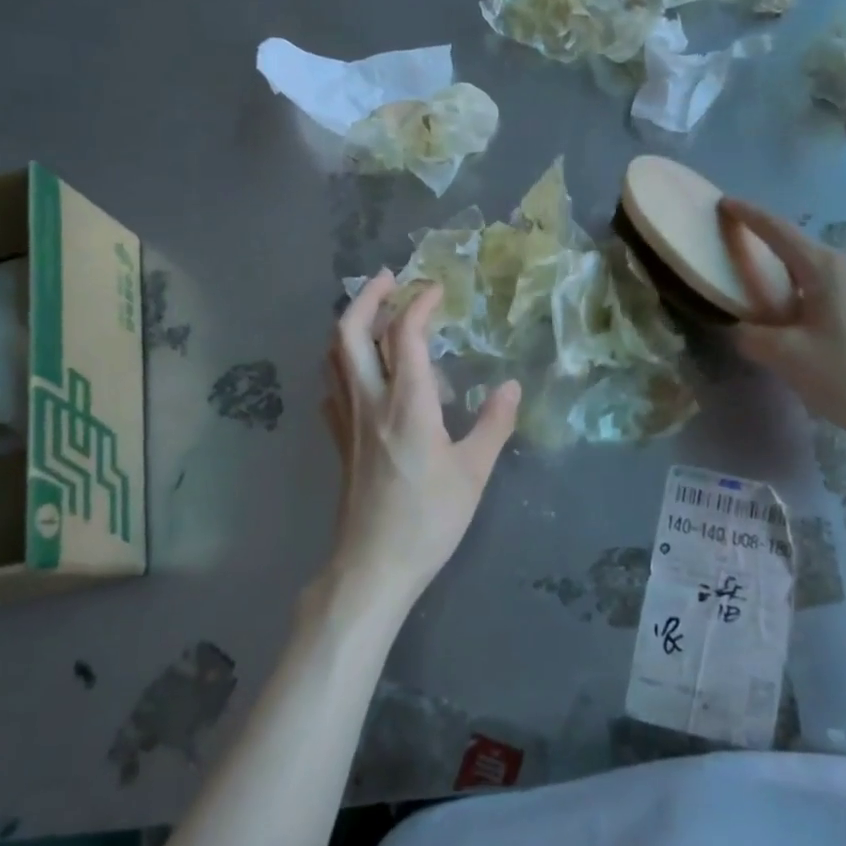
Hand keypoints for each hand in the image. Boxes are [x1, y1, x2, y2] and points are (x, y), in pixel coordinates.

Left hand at [322, 270, 520, 610]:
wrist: (372, 565)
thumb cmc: (428, 519)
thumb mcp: (473, 472)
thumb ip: (493, 424)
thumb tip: (512, 385)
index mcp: (407, 404)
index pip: (404, 335)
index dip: (419, 304)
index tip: (437, 290)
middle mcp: (369, 401)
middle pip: (349, 332)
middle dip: (367, 297)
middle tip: (390, 280)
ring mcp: (347, 421)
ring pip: (334, 356)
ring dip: (351, 325)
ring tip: (376, 315)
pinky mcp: (339, 441)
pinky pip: (333, 386)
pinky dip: (343, 363)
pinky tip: (363, 372)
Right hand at [719, 199, 845, 474]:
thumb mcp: (787, 357)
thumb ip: (752, 337)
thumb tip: (742, 330)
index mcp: (828, 269)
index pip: (780, 231)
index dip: (749, 216)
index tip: (725, 203)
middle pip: (802, 253)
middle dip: (770, 256)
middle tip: (740, 267)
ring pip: (821, 278)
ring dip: (792, 286)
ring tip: (769, 308)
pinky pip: (838, 296)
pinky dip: (813, 303)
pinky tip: (804, 331)